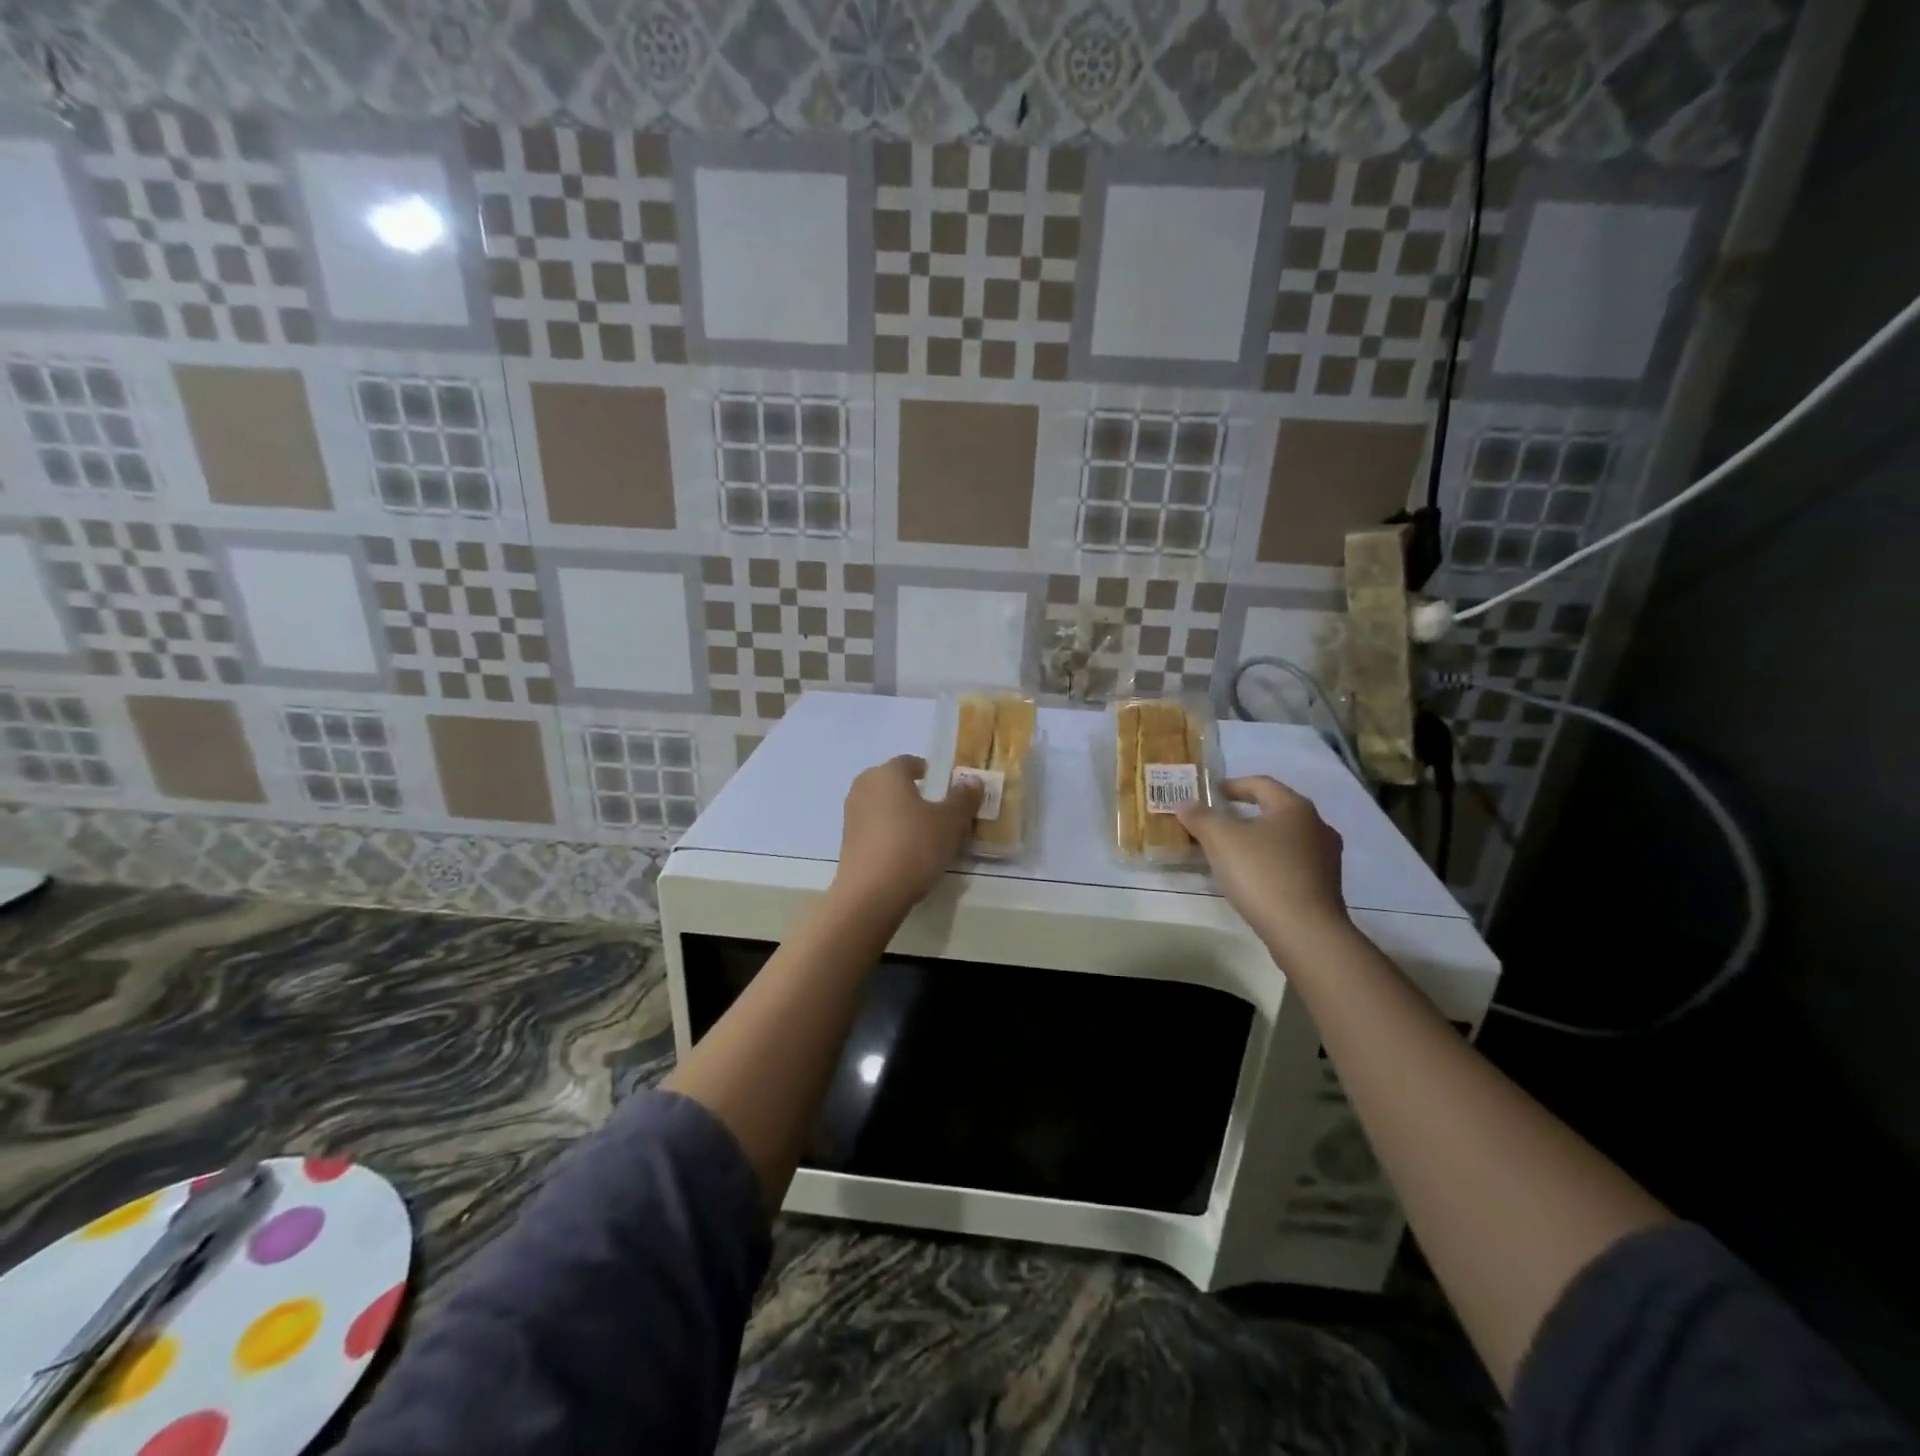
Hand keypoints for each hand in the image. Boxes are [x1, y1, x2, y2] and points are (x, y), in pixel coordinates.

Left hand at [832, 755, 981, 917]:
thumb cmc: (914, 846)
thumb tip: (972, 781)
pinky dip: (891, 835)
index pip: (911, 763)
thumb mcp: (950, 822)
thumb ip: (963, 798)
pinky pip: (876, 829)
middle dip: (918, 795)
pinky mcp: (847, 842)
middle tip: (942, 815)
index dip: (933, 774)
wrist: (871, 894)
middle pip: (896, 784)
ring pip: (885, 808)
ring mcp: (851, 815)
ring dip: (903, 817)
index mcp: (887, 773)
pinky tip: (907, 855)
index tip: (950, 792)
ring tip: (927, 838)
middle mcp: (864, 787)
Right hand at [1176, 776, 1351, 961]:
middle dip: (1244, 814)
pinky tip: (1252, 879)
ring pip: (1285, 839)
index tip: (1211, 794)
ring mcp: (1326, 858)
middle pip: (1275, 811)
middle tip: (1217, 824)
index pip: (1261, 784)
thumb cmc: (1262, 874)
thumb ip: (1201, 817)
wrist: (1305, 932)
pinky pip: (1292, 864)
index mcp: (1294, 807)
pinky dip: (1270, 863)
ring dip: (1258, 841)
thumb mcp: (1221, 840)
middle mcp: (1317, 826)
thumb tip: (1186, 803)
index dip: (1232, 785)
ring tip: (1231, 854)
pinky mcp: (1326, 886)